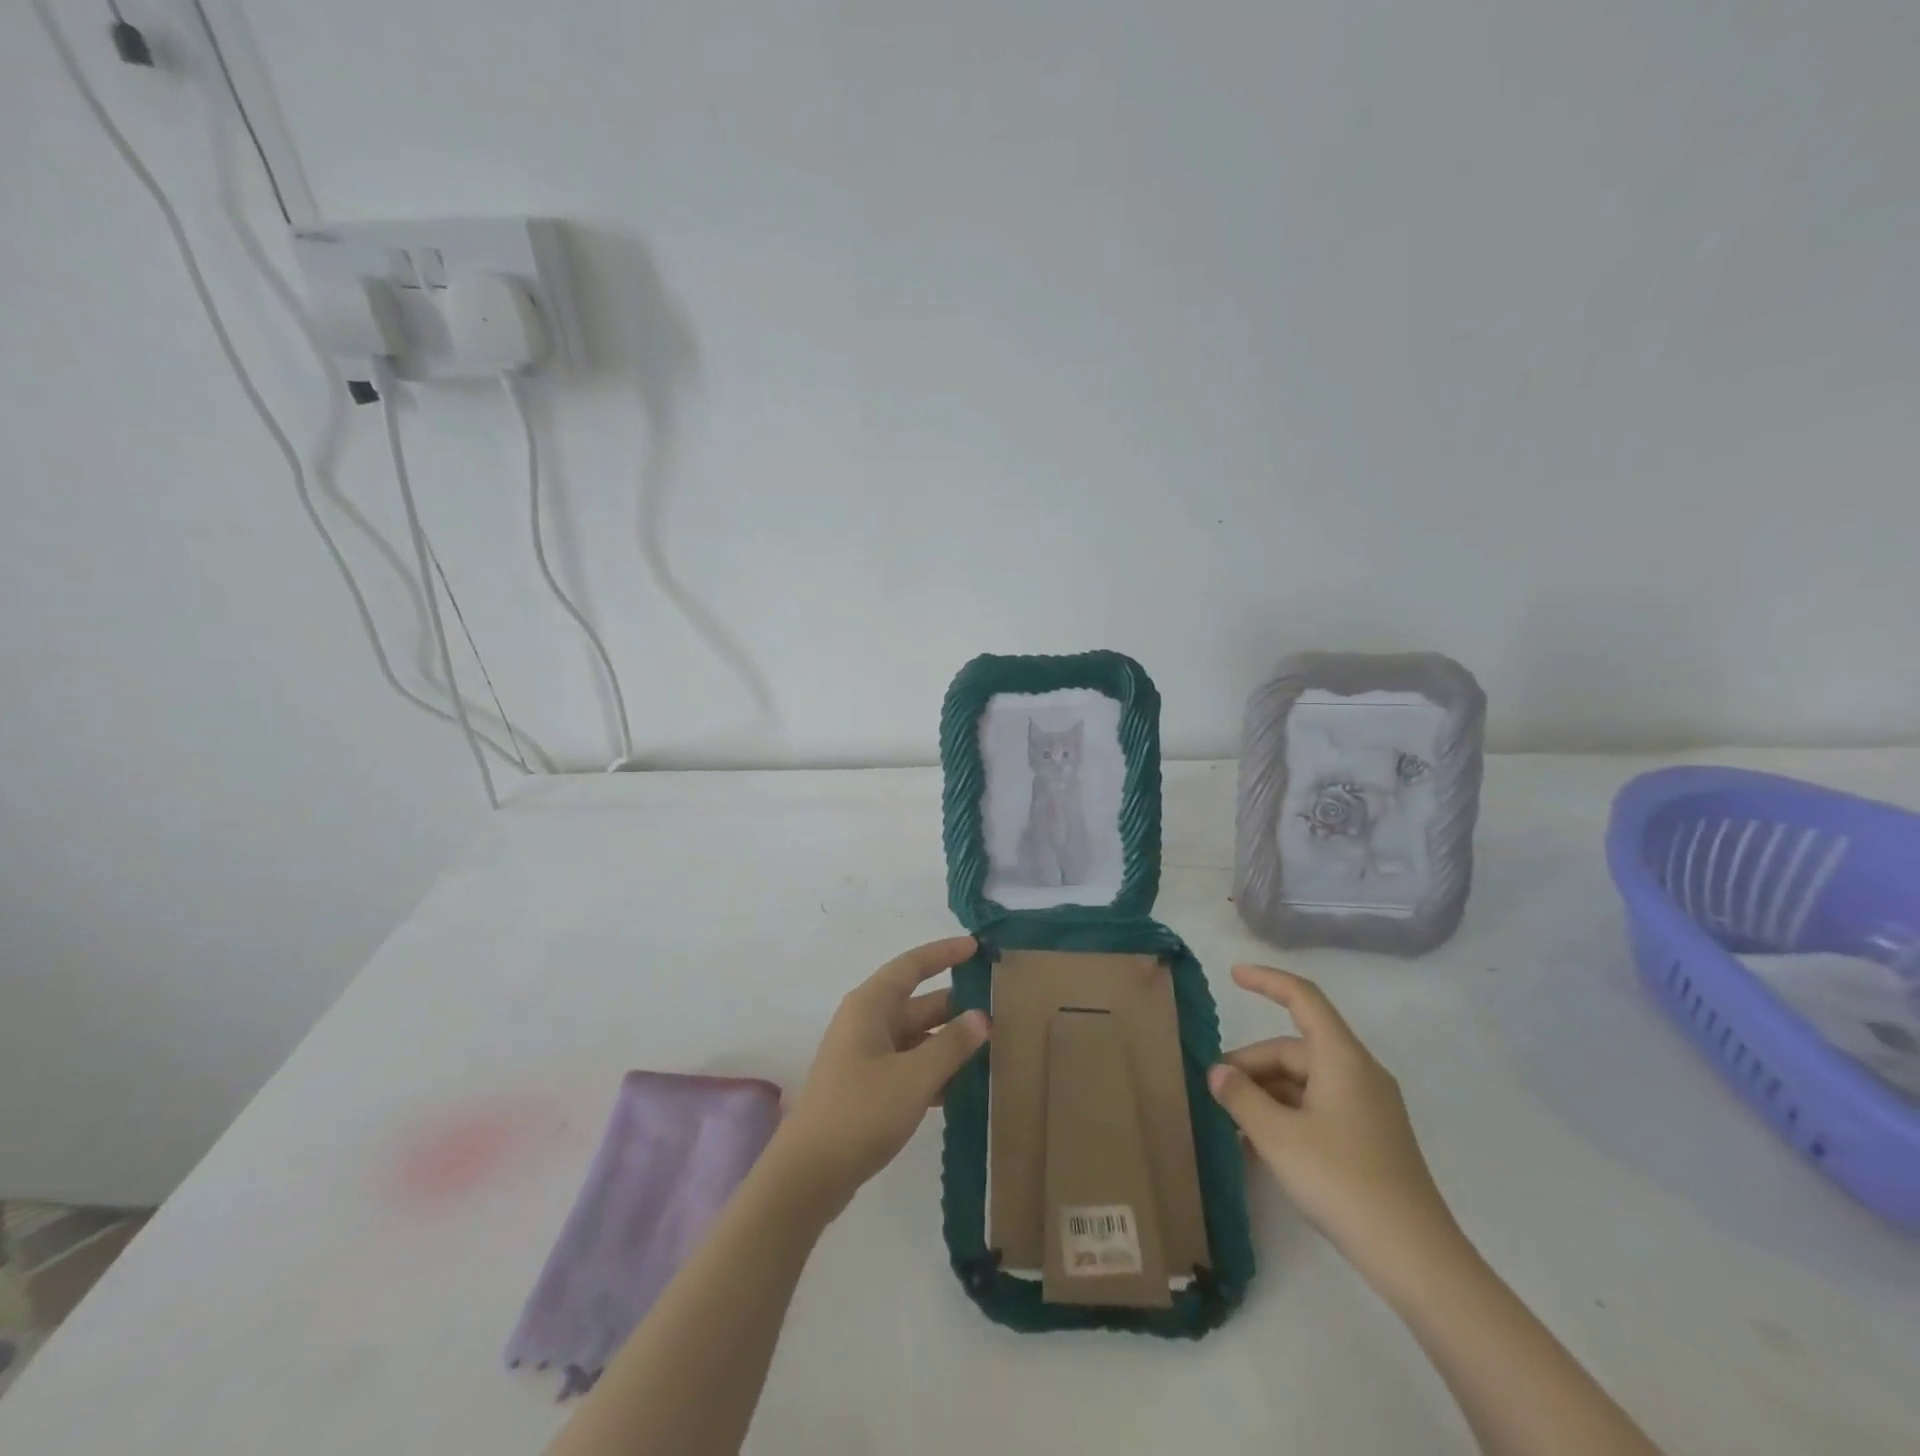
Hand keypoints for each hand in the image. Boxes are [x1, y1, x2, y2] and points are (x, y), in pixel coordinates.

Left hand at [771, 936, 989, 1216]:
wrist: (808, 1175)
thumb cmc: (861, 1112)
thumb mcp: (914, 1076)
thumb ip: (951, 1045)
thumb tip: (982, 1017)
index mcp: (870, 1006)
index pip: (911, 966)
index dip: (944, 954)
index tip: (976, 947)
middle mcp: (866, 1023)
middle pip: (918, 1003)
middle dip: (956, 1005)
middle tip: (999, 1007)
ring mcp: (864, 1056)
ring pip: (915, 1037)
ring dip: (948, 1042)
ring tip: (991, 1048)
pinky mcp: (866, 1087)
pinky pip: (908, 1065)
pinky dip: (933, 1070)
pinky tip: (962, 1087)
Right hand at [1210, 964, 1458, 1272]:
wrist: (1417, 1259)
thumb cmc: (1343, 1181)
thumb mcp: (1277, 1136)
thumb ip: (1240, 1096)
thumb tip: (1218, 1072)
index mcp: (1342, 1058)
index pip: (1303, 998)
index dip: (1267, 980)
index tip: (1232, 975)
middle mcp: (1358, 1073)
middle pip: (1294, 1049)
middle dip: (1251, 1064)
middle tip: (1214, 1090)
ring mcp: (1367, 1108)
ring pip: (1303, 1081)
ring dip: (1264, 1094)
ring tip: (1230, 1123)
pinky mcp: (1370, 1139)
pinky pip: (1317, 1107)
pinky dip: (1285, 1115)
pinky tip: (1258, 1145)